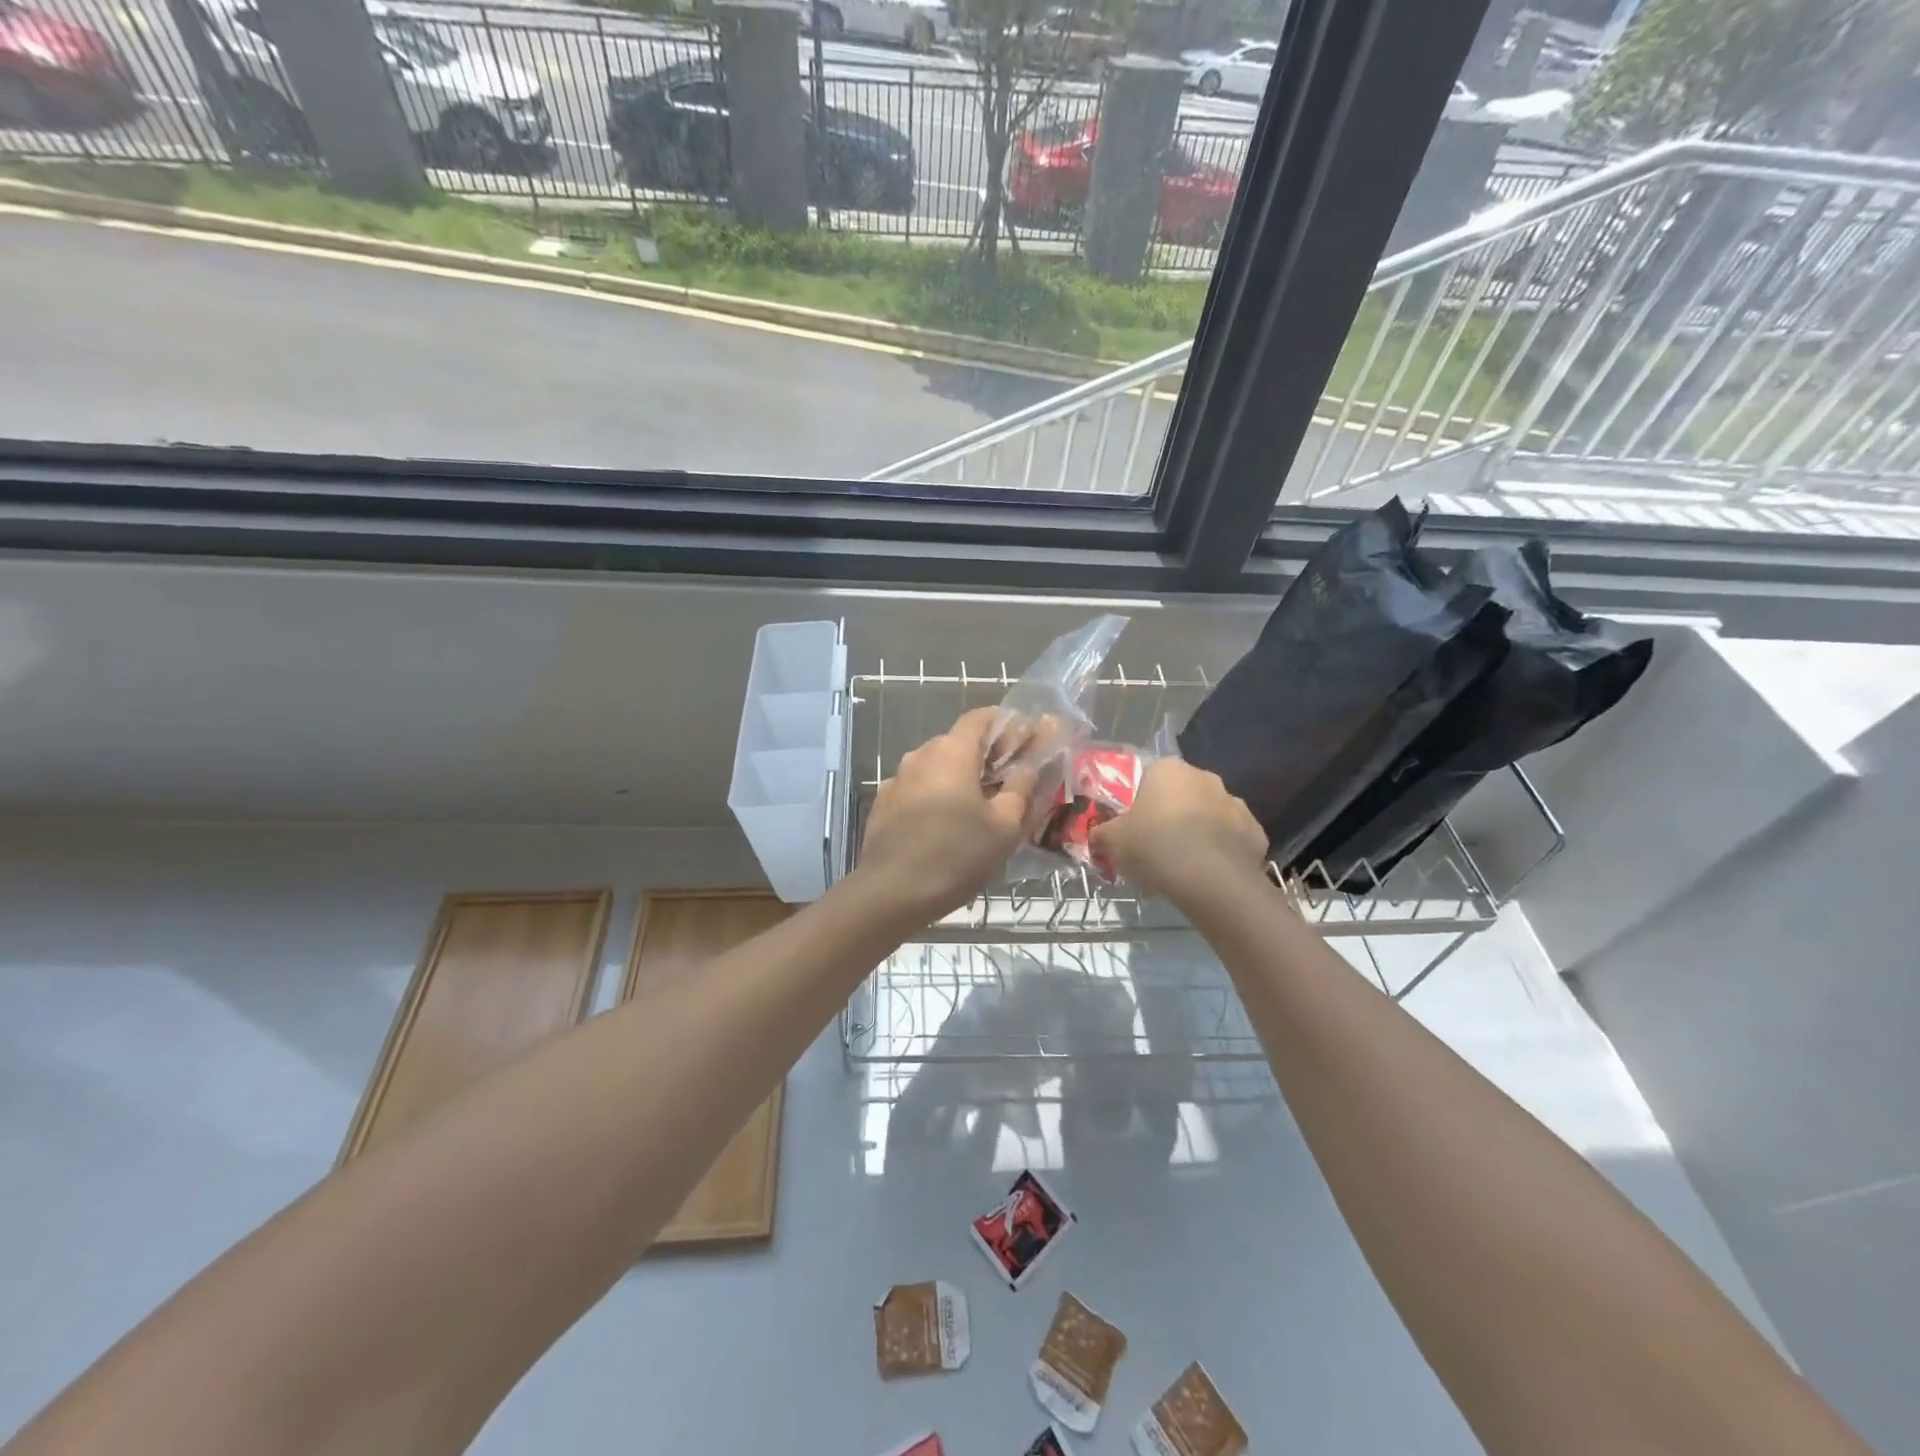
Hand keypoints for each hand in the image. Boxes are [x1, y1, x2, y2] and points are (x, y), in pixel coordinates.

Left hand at [857, 707, 1037, 921]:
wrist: (892, 893)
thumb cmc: (956, 855)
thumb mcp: (1004, 826)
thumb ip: (1021, 789)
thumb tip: (1028, 767)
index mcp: (951, 752)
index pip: (981, 717)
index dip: (1007, 724)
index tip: (1027, 739)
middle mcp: (920, 755)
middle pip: (958, 742)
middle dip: (987, 754)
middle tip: (1010, 777)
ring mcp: (897, 780)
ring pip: (937, 767)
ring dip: (961, 777)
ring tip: (981, 805)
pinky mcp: (884, 805)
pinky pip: (919, 789)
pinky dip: (938, 795)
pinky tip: (948, 824)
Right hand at [1090, 757, 1267, 900]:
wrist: (1212, 882)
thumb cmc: (1155, 848)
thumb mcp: (1112, 842)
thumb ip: (1101, 834)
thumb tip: (1097, 837)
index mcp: (1168, 770)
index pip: (1148, 778)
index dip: (1138, 804)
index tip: (1133, 829)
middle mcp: (1205, 777)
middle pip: (1180, 795)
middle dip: (1169, 816)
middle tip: (1154, 847)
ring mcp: (1235, 803)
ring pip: (1208, 816)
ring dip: (1196, 832)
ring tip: (1182, 866)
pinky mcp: (1255, 832)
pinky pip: (1230, 839)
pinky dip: (1220, 851)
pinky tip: (1207, 874)